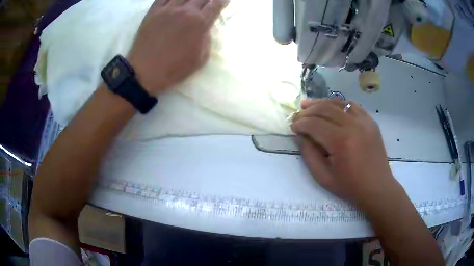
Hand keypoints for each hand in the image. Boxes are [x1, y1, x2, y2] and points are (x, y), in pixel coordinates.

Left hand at [128, 0, 227, 95]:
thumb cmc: (174, 68)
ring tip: (192, 2)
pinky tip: (176, 0)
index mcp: (199, 23)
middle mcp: (185, 11)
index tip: (224, 1)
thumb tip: (205, 29)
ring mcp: (168, 9)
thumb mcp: (200, 59)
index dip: (222, 1)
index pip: (216, 5)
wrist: (145, 71)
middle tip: (208, 2)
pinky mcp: (153, 11)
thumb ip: (207, 40)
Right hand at [291, 100, 396, 206]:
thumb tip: (300, 136)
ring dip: (321, 103)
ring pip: (338, 103)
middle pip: (325, 109)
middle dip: (308, 111)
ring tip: (309, 105)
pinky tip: (331, 108)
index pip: (315, 124)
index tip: (292, 126)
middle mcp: (353, 125)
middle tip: (297, 115)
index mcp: (341, 141)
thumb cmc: (350, 186)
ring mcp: (364, 121)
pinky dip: (339, 104)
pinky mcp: (370, 121)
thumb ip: (309, 155)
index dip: (300, 123)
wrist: (377, 187)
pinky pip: (352, 105)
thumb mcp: (323, 177)